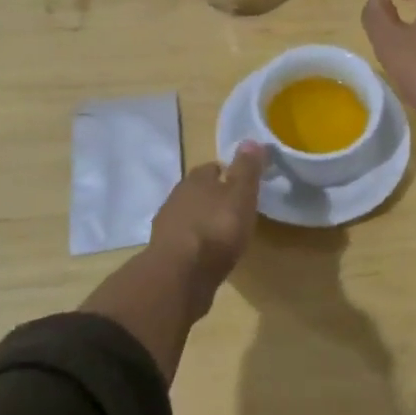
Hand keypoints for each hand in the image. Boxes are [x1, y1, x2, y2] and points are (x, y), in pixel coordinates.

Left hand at [148, 143, 263, 310]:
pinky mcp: (164, 253)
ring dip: (202, 220)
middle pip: (197, 191)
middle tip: (233, 207)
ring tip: (222, 233)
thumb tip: (251, 139)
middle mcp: (177, 197)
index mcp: (196, 179)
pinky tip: (206, 254)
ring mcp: (167, 225)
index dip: (227, 173)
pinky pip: (183, 240)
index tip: (241, 182)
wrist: (180, 275)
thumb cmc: (216, 229)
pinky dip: (194, 243)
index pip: (212, 168)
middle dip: (213, 197)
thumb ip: (246, 169)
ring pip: (188, 215)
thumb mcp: (241, 195)